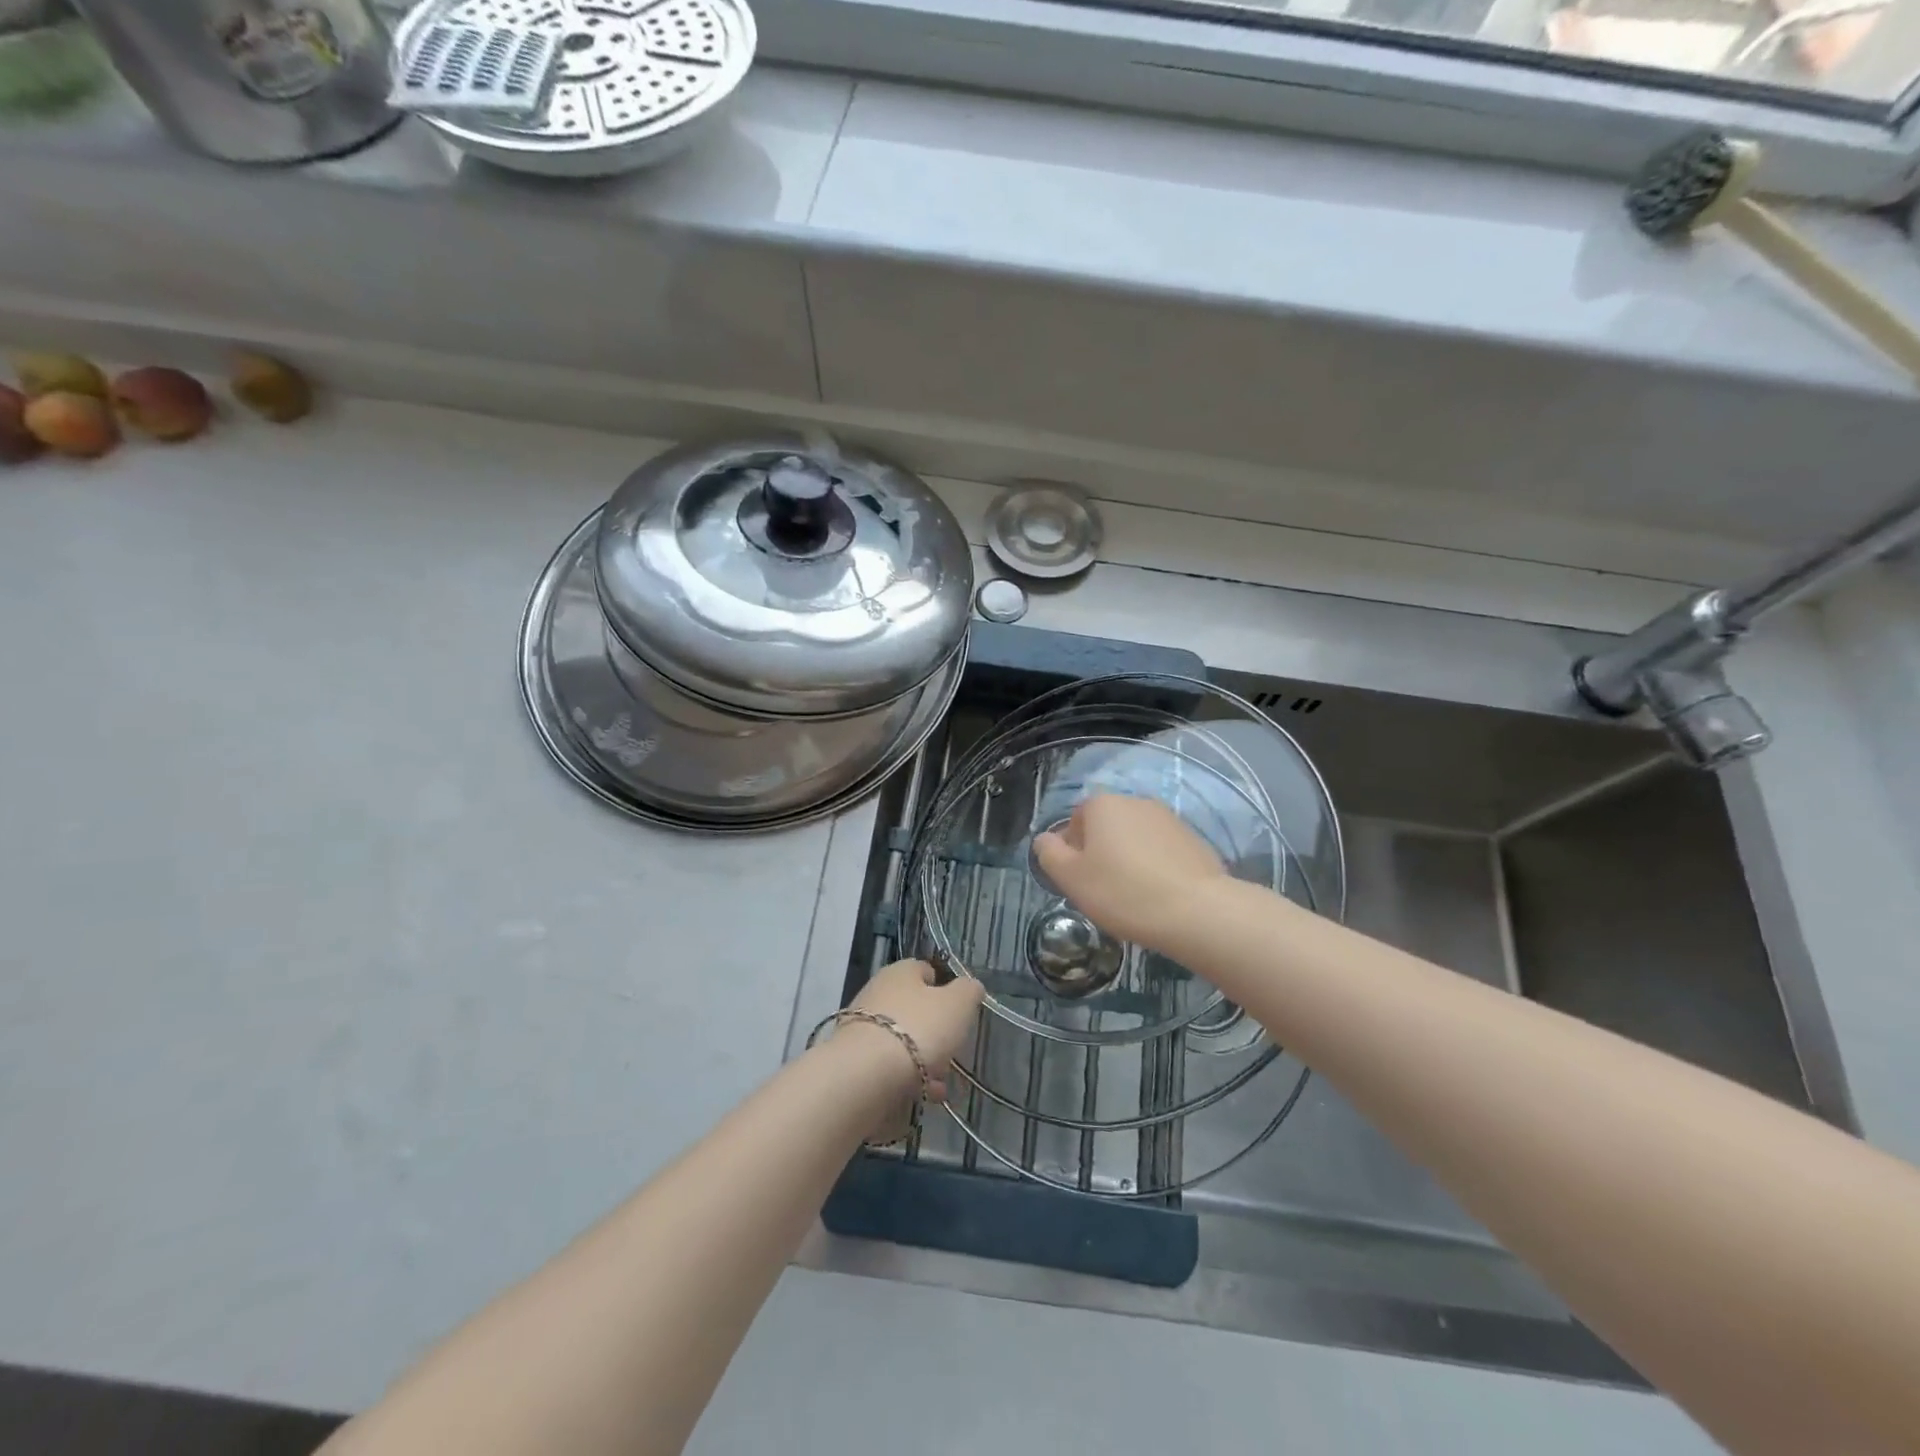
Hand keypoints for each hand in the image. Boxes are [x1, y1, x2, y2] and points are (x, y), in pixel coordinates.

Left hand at [845, 959, 984, 1102]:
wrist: (866, 1074)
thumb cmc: (919, 1028)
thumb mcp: (958, 1004)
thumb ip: (968, 991)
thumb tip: (970, 987)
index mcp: (901, 972)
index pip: (925, 971)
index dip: (945, 988)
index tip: (959, 1011)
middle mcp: (877, 992)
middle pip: (914, 1008)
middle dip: (935, 1032)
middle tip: (952, 1052)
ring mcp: (862, 1027)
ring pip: (902, 1040)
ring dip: (924, 1060)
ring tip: (941, 1084)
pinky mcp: (855, 1059)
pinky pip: (889, 1065)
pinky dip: (907, 1078)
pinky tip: (923, 1096)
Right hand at [1033, 794, 1227, 954]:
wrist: (1197, 911)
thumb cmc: (1123, 892)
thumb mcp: (1071, 878)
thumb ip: (1049, 854)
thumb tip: (1045, 839)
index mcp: (1103, 804)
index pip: (1076, 820)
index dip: (1072, 850)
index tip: (1079, 880)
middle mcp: (1135, 801)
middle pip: (1107, 826)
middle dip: (1101, 853)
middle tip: (1102, 890)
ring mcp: (1169, 818)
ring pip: (1135, 838)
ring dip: (1129, 860)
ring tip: (1132, 896)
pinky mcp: (1194, 839)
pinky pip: (1162, 851)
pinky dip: (1155, 867)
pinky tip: (1159, 896)